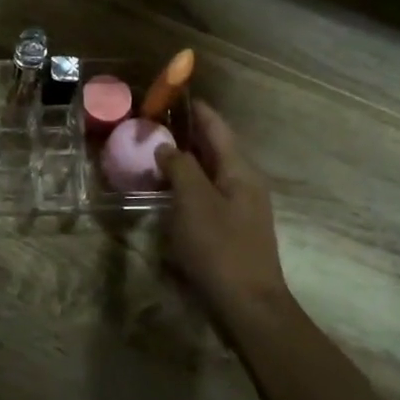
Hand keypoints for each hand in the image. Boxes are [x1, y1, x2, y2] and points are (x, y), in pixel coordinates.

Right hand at [155, 100, 288, 314]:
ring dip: (185, 161)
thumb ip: (180, 167)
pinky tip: (167, 191)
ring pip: (210, 173)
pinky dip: (187, 185)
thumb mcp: (194, 201)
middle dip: (186, 134)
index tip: (172, 94)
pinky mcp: (231, 230)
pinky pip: (206, 195)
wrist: (246, 304)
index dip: (196, 110)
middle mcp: (244, 183)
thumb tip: (166, 145)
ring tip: (154, 153)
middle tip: (153, 124)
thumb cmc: (219, 248)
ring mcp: (240, 208)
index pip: (217, 127)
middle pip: (215, 148)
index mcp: (240, 170)